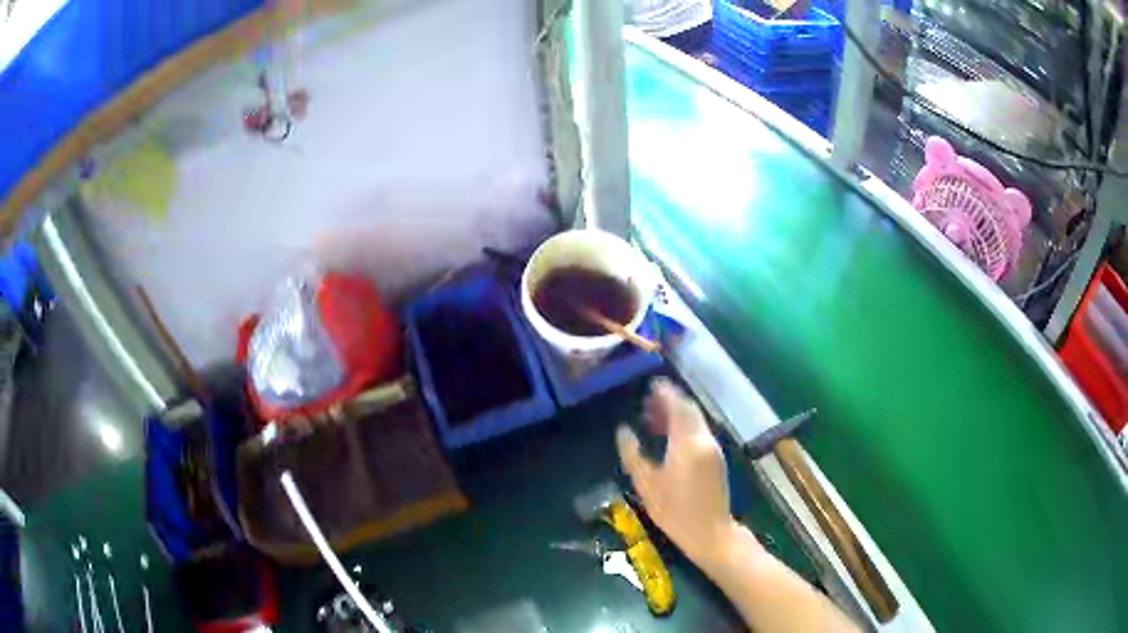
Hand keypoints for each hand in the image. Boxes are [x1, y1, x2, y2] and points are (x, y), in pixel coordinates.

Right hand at [616, 378, 738, 566]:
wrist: (710, 532)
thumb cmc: (674, 510)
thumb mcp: (646, 484)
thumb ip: (633, 454)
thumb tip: (623, 430)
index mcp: (687, 442)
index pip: (678, 405)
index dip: (664, 392)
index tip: (650, 384)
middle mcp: (704, 439)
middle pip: (689, 409)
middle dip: (670, 402)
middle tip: (647, 403)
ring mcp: (713, 448)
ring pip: (695, 420)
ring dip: (677, 415)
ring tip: (653, 421)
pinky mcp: (716, 458)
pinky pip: (699, 432)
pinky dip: (684, 427)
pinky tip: (668, 439)